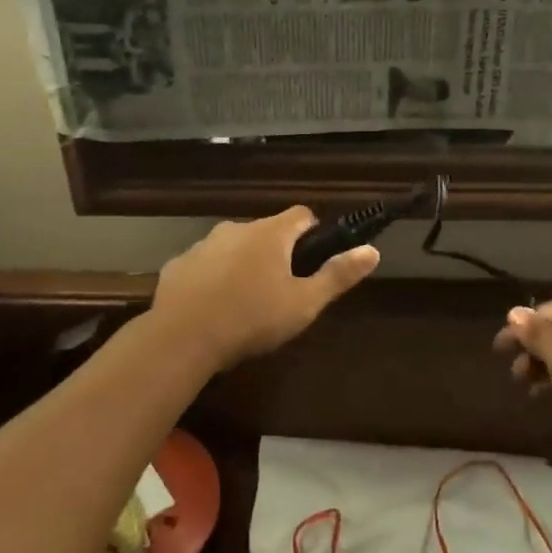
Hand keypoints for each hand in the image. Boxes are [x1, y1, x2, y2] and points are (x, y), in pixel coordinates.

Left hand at [150, 207, 377, 368]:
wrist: (182, 337)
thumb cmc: (252, 318)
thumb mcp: (304, 303)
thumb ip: (338, 275)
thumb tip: (372, 250)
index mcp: (271, 233)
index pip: (302, 215)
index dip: (313, 234)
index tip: (314, 261)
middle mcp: (237, 228)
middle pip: (267, 232)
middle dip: (277, 254)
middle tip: (283, 291)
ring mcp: (204, 244)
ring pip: (234, 247)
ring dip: (244, 264)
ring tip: (246, 303)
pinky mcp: (179, 264)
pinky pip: (205, 265)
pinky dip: (213, 278)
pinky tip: (213, 308)